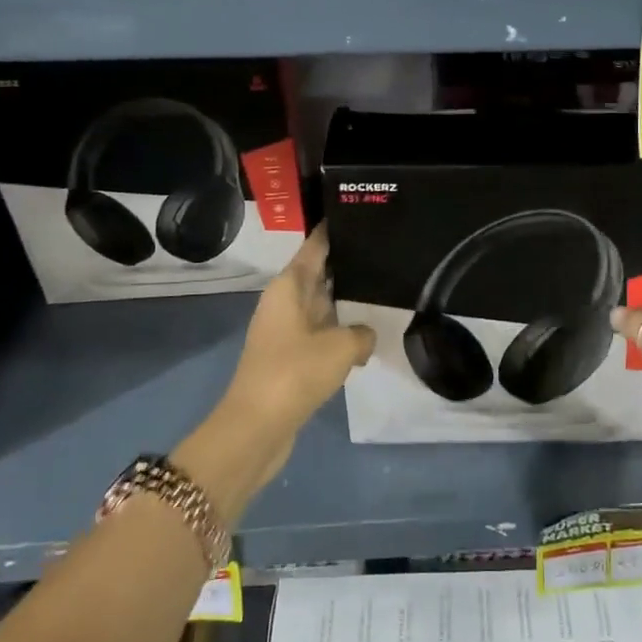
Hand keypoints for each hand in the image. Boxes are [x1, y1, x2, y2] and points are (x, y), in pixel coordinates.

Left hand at [221, 225, 375, 438]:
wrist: (256, 428)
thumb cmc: (295, 373)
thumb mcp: (340, 347)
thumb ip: (361, 334)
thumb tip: (365, 336)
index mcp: (289, 287)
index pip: (315, 247)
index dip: (334, 230)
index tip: (359, 214)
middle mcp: (284, 303)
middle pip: (319, 273)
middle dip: (347, 264)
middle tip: (385, 251)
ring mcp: (286, 332)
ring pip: (322, 305)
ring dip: (346, 301)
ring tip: (384, 289)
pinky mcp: (290, 359)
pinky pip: (321, 333)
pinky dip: (341, 332)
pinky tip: (367, 335)